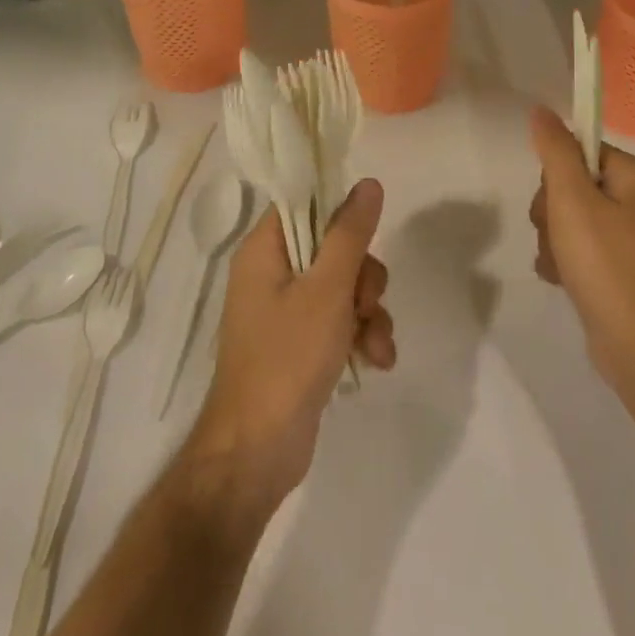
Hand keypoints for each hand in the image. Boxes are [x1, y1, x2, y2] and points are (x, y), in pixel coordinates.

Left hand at [184, 180, 395, 512]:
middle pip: (332, 248)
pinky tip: (377, 361)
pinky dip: (361, 336)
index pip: (303, 204)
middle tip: (365, 304)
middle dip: (363, 278)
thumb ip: (350, 234)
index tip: (367, 233)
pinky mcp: (301, 344)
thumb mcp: (327, 290)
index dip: (339, 212)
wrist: (258, 452)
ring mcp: (286, 311)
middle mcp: (271, 274)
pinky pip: (340, 321)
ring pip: (343, 287)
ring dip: (370, 312)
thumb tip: (368, 183)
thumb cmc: (288, 358)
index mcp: (264, 250)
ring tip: (376, 344)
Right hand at [528, 107, 634, 398]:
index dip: (557, 173)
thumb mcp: (573, 200)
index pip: (579, 149)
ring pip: (566, 216)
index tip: (557, 200)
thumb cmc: (606, 264)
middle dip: (550, 211)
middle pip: (569, 183)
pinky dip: (561, 259)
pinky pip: (574, 245)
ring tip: (561, 263)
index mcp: (634, 176)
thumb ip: (555, 151)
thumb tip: (541, 110)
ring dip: (551, 238)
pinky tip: (561, 278)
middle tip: (557, 235)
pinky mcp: (614, 265)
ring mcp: (625, 235)